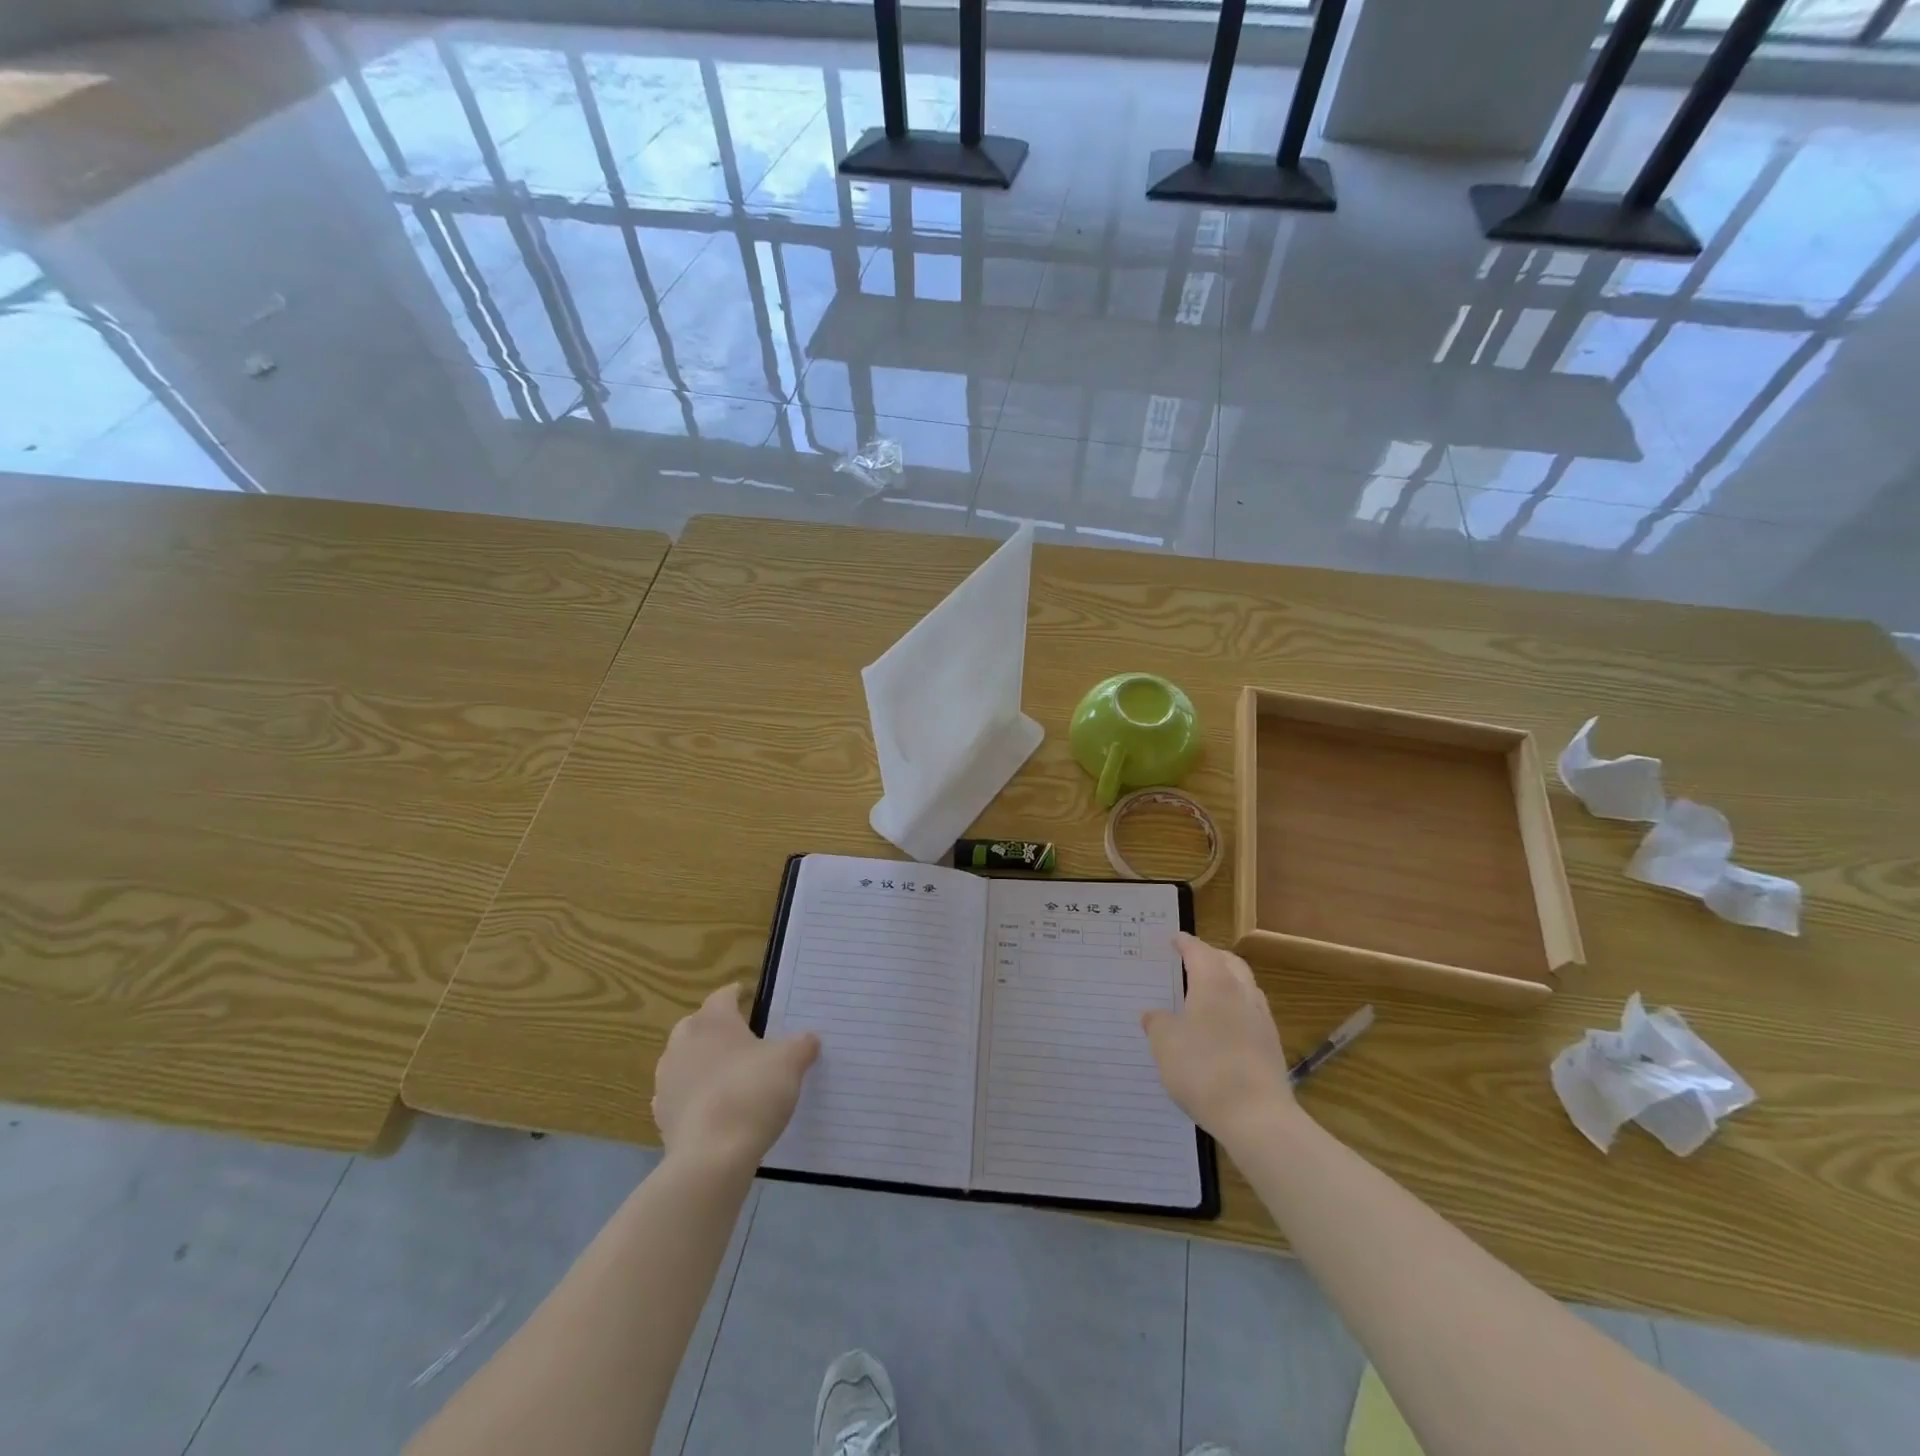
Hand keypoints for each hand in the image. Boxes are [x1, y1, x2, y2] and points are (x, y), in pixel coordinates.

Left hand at [653, 984, 819, 1172]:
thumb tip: (809, 1039)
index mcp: (713, 1020)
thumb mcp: (790, 1062)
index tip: (749, 996)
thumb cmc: (751, 1092)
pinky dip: (693, 1094)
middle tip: (741, 1037)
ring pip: (685, 1058)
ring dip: (702, 1061)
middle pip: (699, 1024)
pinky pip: (679, 1093)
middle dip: (716, 1027)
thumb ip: (801, 1045)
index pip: (723, 996)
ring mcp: (667, 1079)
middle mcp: (683, 1042)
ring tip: (727, 1073)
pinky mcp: (661, 1114)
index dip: (738, 994)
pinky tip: (712, 1106)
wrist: (711, 1156)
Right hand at [1142, 933, 1297, 1148]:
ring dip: (1228, 982)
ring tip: (1208, 992)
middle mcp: (1242, 993)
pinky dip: (1236, 1009)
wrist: (1256, 1116)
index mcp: (1214, 983)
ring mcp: (1261, 1020)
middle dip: (1211, 957)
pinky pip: (1252, 1013)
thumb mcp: (1165, 1044)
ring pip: (1245, 987)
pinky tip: (1223, 1028)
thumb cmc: (1203, 1069)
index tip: (1174, 939)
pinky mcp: (1272, 1047)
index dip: (1185, 943)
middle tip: (1192, 960)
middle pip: (1229, 963)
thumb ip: (1157, 1023)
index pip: (1199, 951)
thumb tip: (1153, 1014)